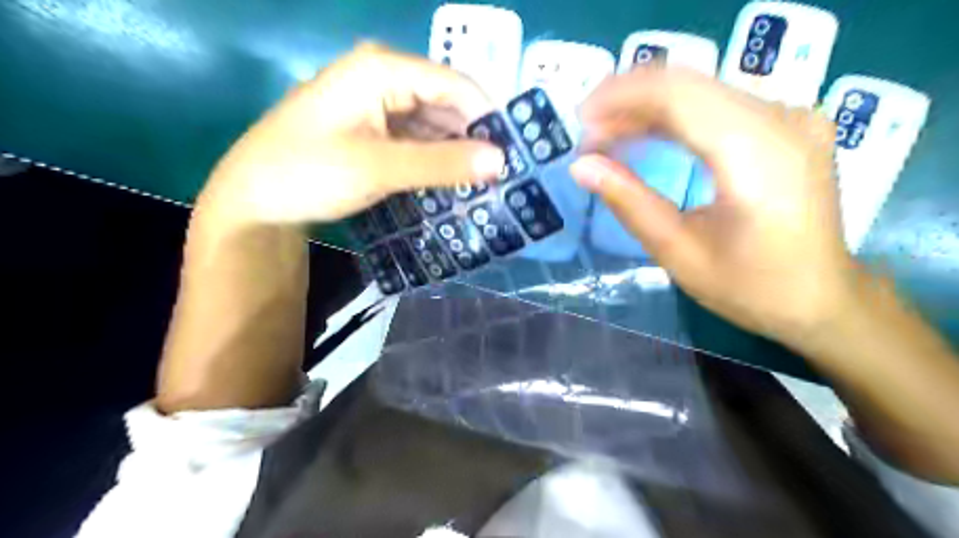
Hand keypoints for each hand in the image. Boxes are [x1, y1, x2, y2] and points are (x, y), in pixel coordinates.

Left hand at [198, 42, 504, 224]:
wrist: (255, 200)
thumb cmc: (307, 173)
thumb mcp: (379, 168)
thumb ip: (442, 163)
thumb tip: (502, 162)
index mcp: (382, 69)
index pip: (456, 85)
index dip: (488, 119)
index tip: (514, 158)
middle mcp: (384, 77)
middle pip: (447, 104)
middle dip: (474, 139)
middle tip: (502, 179)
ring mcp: (379, 104)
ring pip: (435, 125)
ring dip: (457, 154)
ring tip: (485, 185)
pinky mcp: (376, 130)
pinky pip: (419, 140)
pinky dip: (437, 160)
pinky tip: (453, 182)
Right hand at [571, 68, 857, 344]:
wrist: (822, 297)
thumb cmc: (750, 287)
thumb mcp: (679, 252)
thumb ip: (629, 203)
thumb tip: (581, 166)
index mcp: (758, 155)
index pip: (679, 95)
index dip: (621, 98)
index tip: (581, 120)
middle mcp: (782, 120)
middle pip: (689, 85)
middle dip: (628, 101)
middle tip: (589, 134)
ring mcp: (791, 118)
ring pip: (702, 90)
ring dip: (648, 108)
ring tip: (608, 136)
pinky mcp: (787, 125)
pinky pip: (719, 104)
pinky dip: (676, 116)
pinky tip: (646, 135)